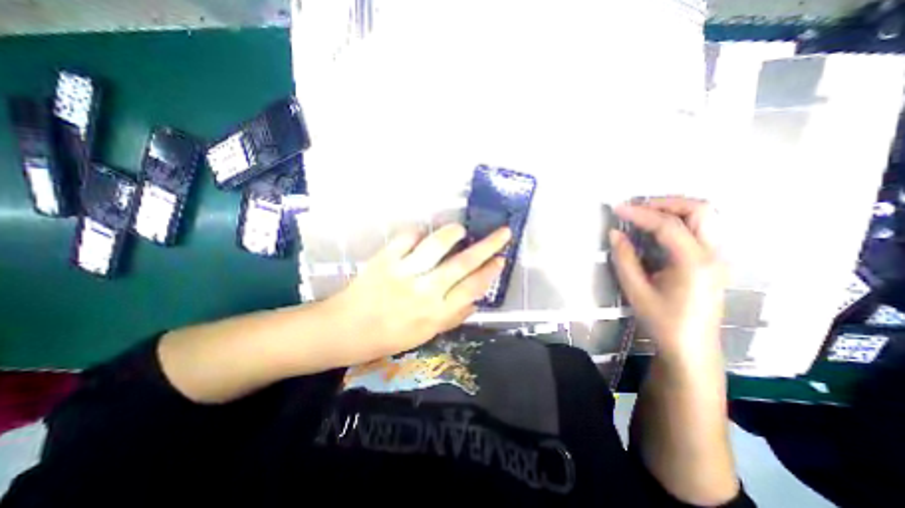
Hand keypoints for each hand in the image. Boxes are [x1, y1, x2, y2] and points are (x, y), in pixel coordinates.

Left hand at [324, 225, 506, 363]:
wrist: (345, 330)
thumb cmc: (388, 337)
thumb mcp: (425, 336)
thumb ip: (452, 318)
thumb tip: (476, 301)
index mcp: (436, 314)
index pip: (473, 288)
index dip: (490, 272)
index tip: (501, 259)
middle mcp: (425, 292)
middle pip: (463, 264)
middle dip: (488, 246)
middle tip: (503, 232)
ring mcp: (404, 274)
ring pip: (436, 245)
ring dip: (453, 233)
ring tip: (461, 230)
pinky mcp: (385, 260)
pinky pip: (407, 238)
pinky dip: (418, 231)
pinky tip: (423, 233)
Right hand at [607, 197, 725, 360]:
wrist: (691, 347)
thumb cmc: (662, 321)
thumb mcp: (636, 291)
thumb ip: (624, 258)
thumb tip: (615, 233)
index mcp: (694, 263)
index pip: (668, 225)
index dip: (641, 213)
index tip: (618, 208)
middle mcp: (713, 254)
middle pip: (699, 210)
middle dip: (665, 203)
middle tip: (636, 206)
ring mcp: (717, 256)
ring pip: (704, 216)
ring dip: (673, 209)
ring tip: (644, 213)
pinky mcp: (712, 260)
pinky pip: (699, 228)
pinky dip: (678, 220)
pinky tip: (656, 229)